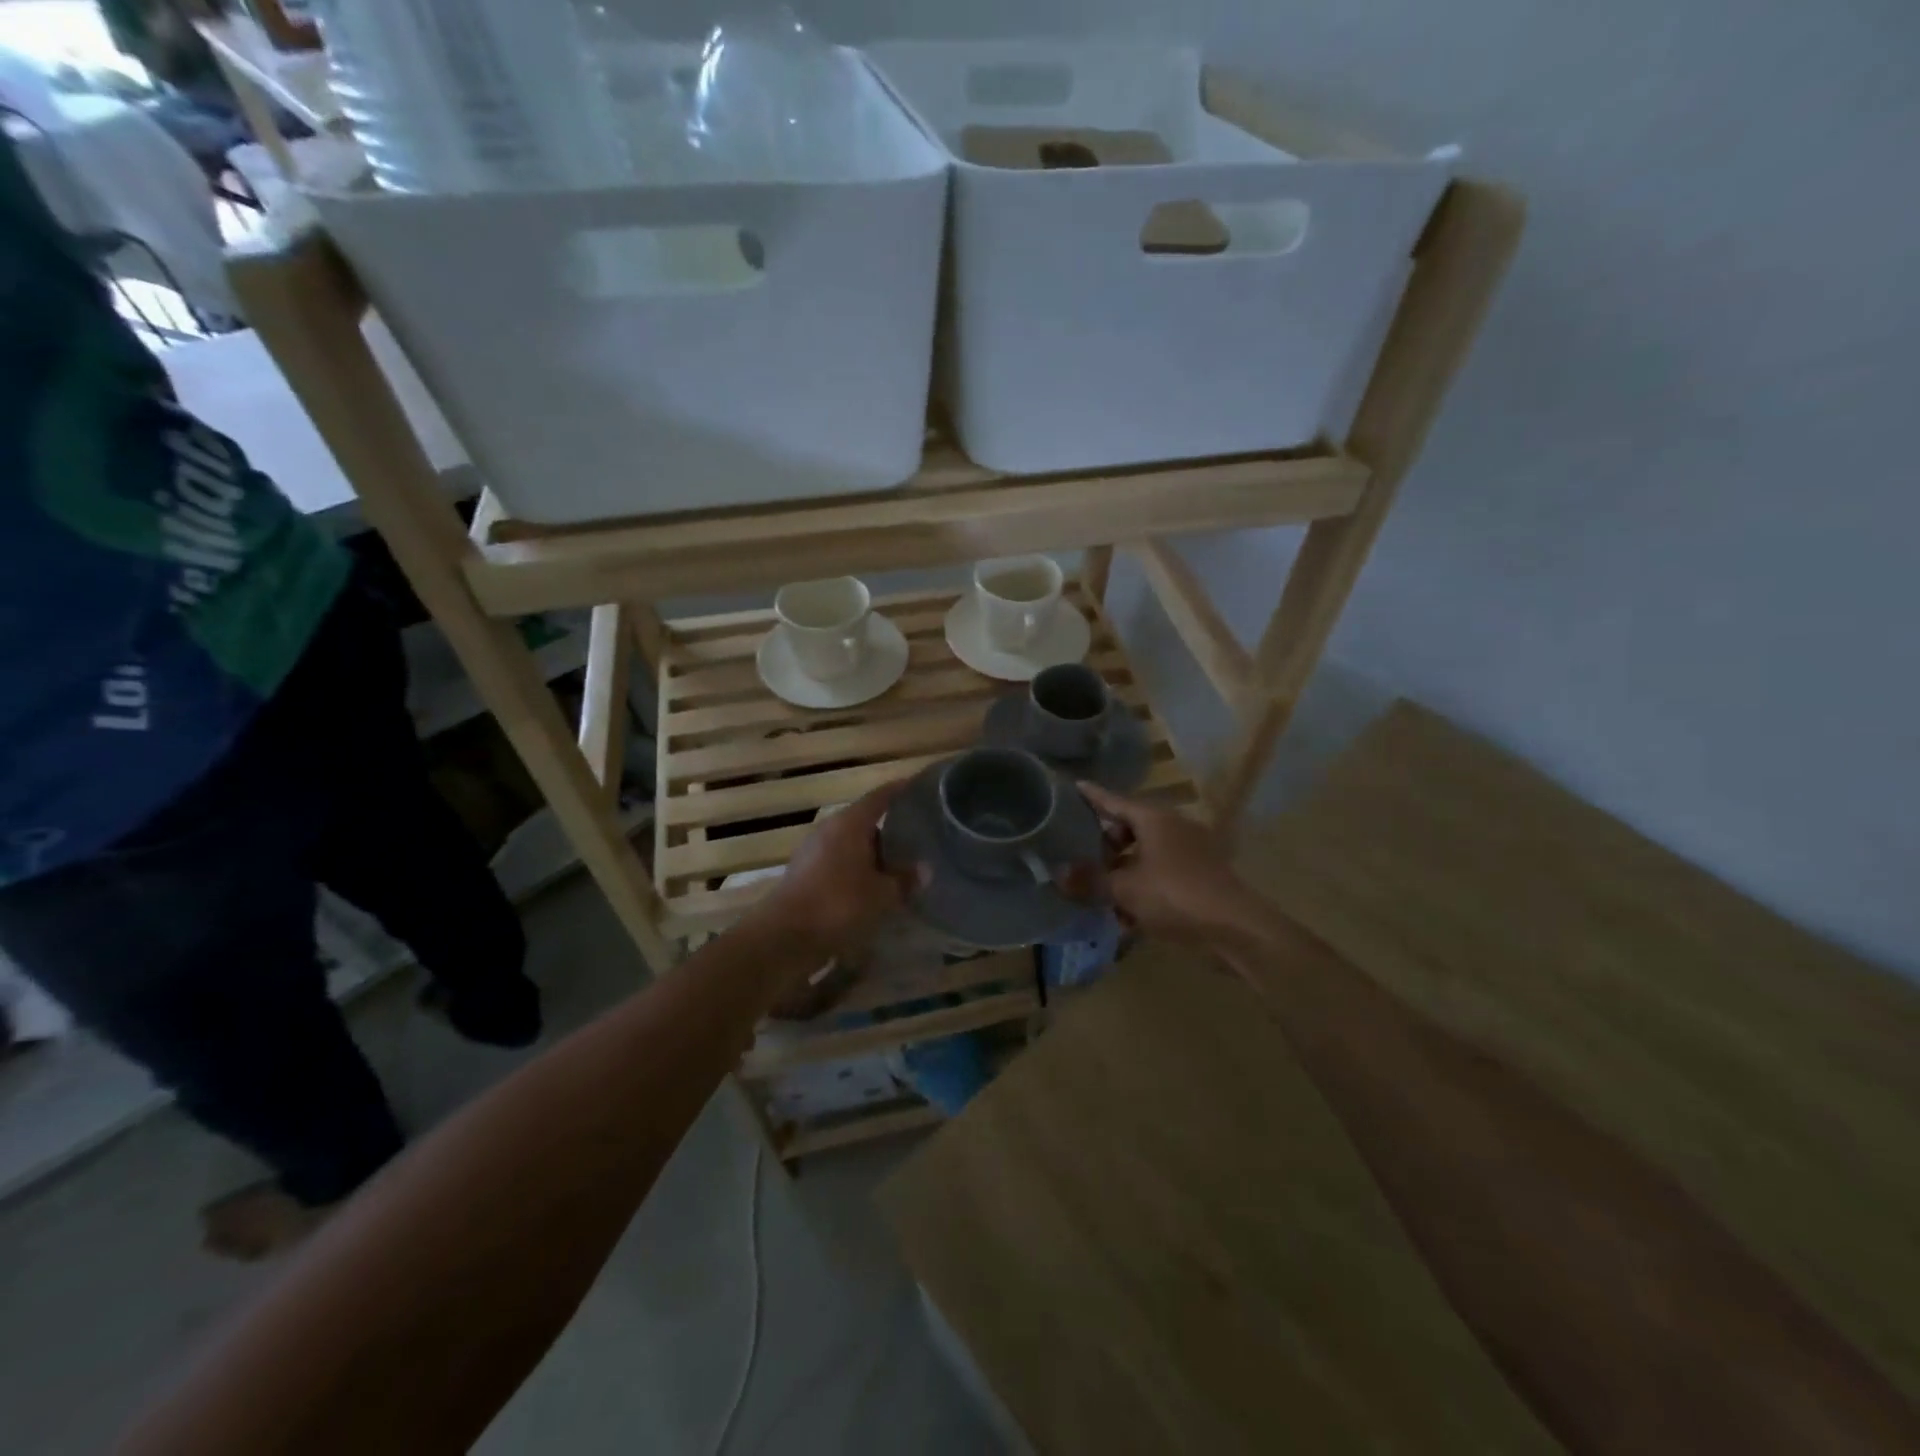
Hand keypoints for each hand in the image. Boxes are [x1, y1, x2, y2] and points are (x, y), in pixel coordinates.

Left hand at [748, 780, 917, 966]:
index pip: (880, 796)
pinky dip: (857, 869)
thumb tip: (924, 869)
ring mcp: (813, 851)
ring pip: (851, 844)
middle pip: (865, 820)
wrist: (784, 936)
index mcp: (850, 823)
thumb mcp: (882, 895)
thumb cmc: (838, 904)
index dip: (901, 790)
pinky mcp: (804, 873)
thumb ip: (904, 880)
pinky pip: (839, 862)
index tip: (920, 786)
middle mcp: (830, 829)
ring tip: (898, 866)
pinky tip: (872, 888)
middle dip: (890, 828)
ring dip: (873, 853)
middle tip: (917, 836)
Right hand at [1075, 783, 1264, 945]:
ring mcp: (1191, 851)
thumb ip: (1089, 880)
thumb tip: (1057, 874)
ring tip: (1103, 891)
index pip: (1115, 800)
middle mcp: (1174, 827)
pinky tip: (1130, 913)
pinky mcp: (1201, 876)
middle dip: (1107, 842)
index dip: (1092, 796)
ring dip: (1124, 869)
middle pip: (1131, 826)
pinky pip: (1163, 872)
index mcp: (1155, 819)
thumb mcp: (1124, 889)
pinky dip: (1144, 885)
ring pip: (1147, 852)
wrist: (1236, 929)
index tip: (1074, 787)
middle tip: (1084, 857)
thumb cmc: (1175, 896)